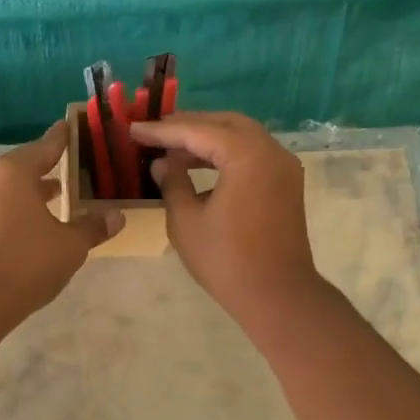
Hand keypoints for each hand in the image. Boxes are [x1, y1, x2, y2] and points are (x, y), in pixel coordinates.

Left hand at [0, 123, 122, 318]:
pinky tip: (42, 219)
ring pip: (15, 185)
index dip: (66, 137)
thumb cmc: (26, 262)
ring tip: (64, 191)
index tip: (78, 126)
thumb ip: (93, 226)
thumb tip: (117, 216)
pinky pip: (5, 204)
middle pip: (28, 162)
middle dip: (54, 164)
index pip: (47, 144)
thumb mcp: (70, 244)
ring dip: (38, 187)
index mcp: (16, 171)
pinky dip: (24, 204)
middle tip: (81, 162)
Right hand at [129, 112, 323, 326]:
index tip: (134, 130)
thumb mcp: (186, 221)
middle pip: (225, 123)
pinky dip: (226, 153)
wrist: (277, 295)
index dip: (162, 131)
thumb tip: (162, 163)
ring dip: (207, 138)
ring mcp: (283, 166)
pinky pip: (253, 154)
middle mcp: (271, 151)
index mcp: (247, 155)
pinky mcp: (286, 183)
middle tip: (155, 133)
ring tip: (172, 149)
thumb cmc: (226, 260)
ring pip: (241, 136)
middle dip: (188, 125)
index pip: (197, 131)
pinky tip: (200, 167)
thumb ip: (172, 183)